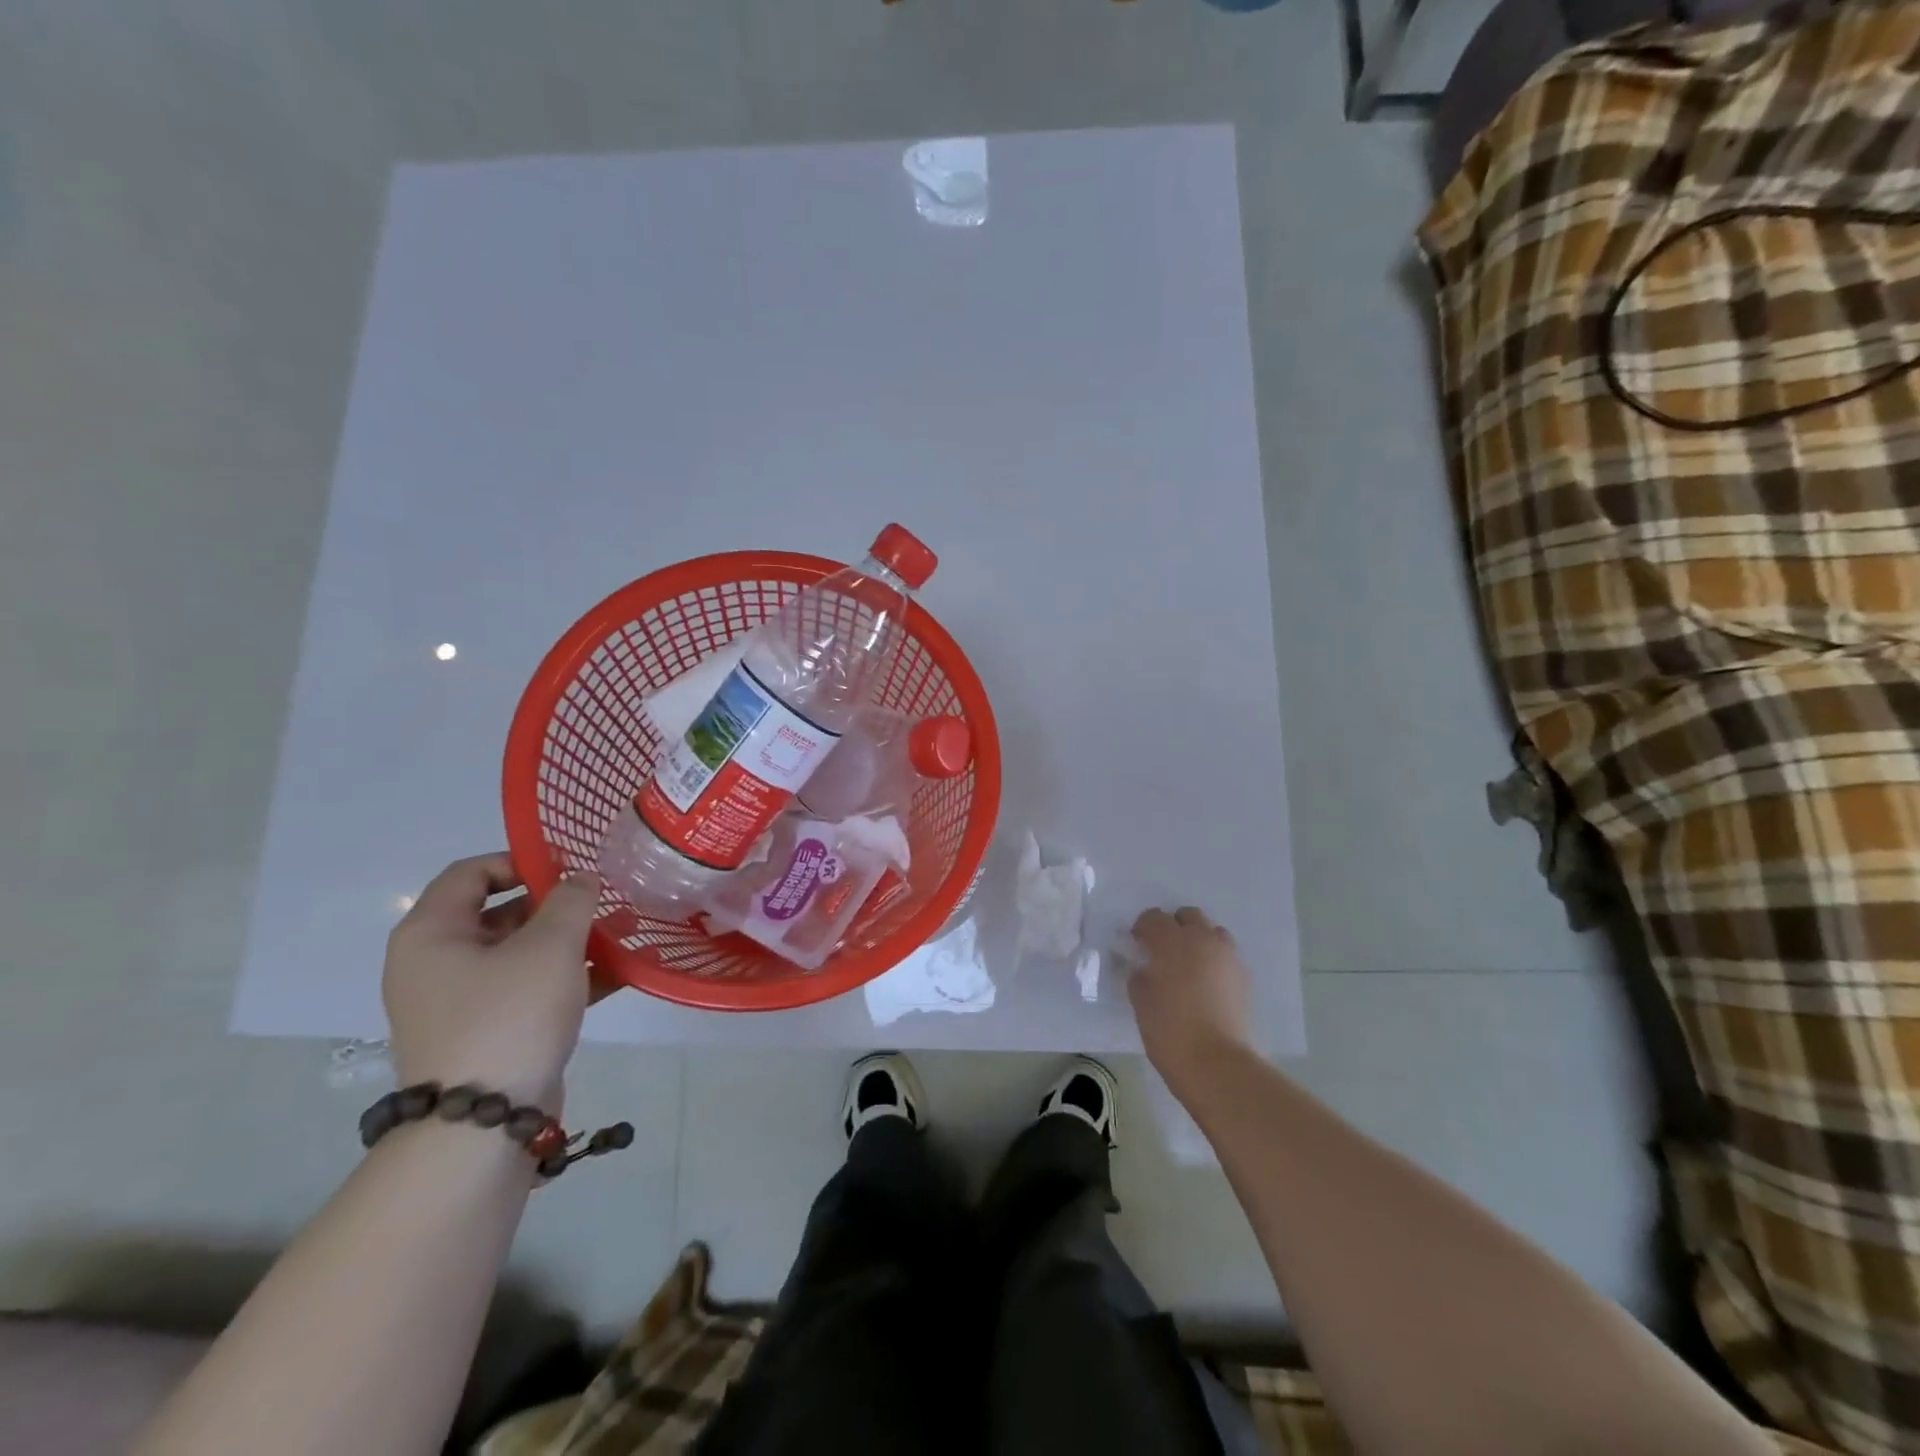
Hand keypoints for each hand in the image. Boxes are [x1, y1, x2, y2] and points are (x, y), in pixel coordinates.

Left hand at [383, 853, 599, 1110]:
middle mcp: (437, 963)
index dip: (522, 860)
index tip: (571, 867)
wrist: (484, 1124)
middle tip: (604, 900)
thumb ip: (571, 901)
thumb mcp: (550, 946)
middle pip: (500, 912)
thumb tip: (581, 880)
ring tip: (621, 932)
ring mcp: (461, 1001)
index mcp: (432, 934)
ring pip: (521, 952)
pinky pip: (529, 988)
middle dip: (556, 904)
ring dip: (570, 940)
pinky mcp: (488, 1031)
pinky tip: (618, 972)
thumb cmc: (510, 1016)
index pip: (471, 872)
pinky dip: (567, 976)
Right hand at [1128, 906, 1254, 1092]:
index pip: (1153, 917)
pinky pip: (1226, 955)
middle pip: (1188, 916)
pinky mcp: (1244, 976)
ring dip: (1199, 940)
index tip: (1137, 945)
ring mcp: (1227, 956)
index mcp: (1171, 941)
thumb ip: (1139, 975)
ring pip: (1212, 932)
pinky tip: (1207, 984)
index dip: (1143, 928)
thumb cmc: (1169, 1029)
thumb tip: (1143, 968)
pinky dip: (1215, 960)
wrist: (1216, 1062)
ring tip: (1189, 966)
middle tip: (1164, 952)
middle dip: (1174, 927)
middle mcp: (1202, 939)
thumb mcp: (1140, 1000)